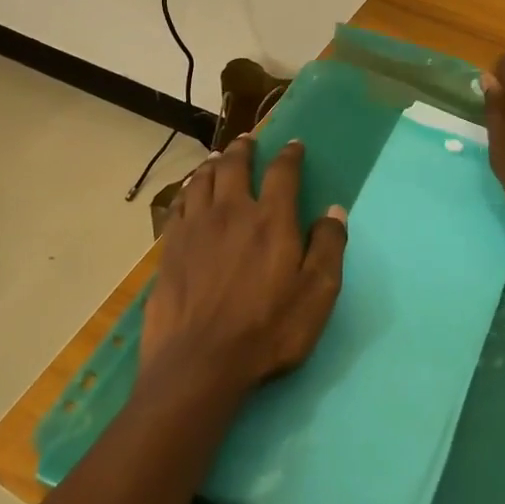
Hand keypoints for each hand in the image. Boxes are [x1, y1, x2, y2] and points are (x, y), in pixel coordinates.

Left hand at [142, 137, 348, 398]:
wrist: (199, 363)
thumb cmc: (267, 330)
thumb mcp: (316, 295)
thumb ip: (328, 248)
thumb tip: (334, 211)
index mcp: (271, 220)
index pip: (282, 173)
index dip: (289, 155)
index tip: (293, 145)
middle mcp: (231, 212)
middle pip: (234, 166)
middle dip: (243, 149)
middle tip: (247, 140)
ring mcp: (196, 227)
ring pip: (201, 180)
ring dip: (212, 164)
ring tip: (217, 158)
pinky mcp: (170, 247)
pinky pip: (178, 205)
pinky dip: (187, 191)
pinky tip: (188, 194)